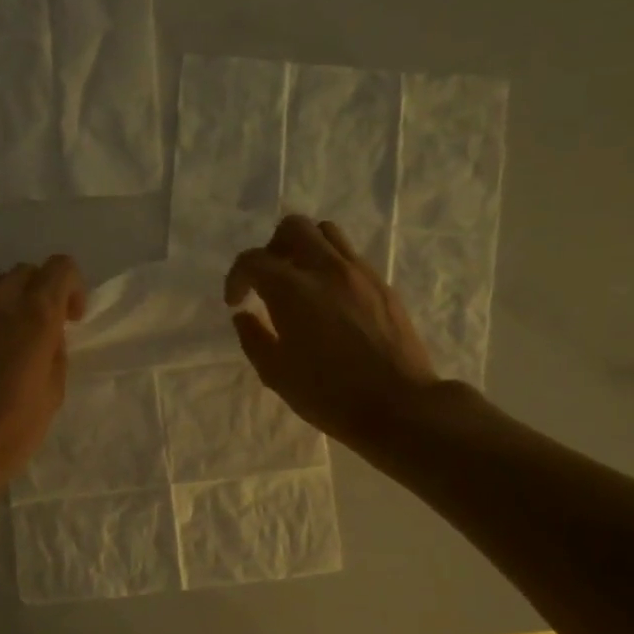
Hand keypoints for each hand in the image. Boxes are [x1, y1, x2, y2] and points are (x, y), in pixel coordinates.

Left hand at [0, 255, 86, 487]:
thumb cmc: (11, 427)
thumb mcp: (53, 392)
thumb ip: (55, 351)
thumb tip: (47, 336)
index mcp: (36, 315)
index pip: (60, 268)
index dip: (72, 288)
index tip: (70, 319)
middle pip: (25, 271)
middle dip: (39, 292)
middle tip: (40, 327)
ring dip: (7, 296)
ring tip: (6, 329)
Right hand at [226, 216, 440, 455]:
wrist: (398, 406)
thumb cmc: (328, 395)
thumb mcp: (276, 373)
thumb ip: (253, 338)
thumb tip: (244, 316)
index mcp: (292, 290)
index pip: (253, 260)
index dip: (236, 278)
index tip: (236, 302)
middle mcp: (326, 269)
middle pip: (293, 228)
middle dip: (272, 248)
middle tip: (268, 279)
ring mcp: (360, 273)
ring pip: (327, 234)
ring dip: (305, 248)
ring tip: (299, 282)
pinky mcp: (382, 285)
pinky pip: (350, 257)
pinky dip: (331, 266)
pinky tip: (329, 300)